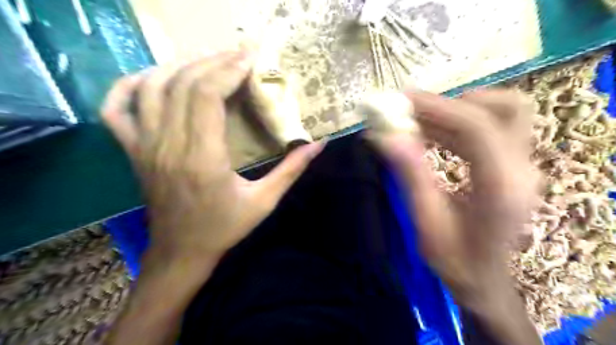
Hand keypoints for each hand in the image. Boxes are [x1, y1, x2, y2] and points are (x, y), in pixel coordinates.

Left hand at [102, 51, 322, 265]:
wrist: (181, 251)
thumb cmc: (225, 228)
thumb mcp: (265, 201)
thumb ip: (292, 169)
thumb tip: (319, 143)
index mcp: (203, 159)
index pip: (207, 96)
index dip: (228, 70)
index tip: (250, 59)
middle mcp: (169, 146)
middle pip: (182, 84)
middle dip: (212, 61)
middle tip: (238, 55)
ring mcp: (144, 147)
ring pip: (151, 87)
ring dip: (179, 66)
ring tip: (208, 62)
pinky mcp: (133, 152)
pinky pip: (116, 109)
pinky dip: (128, 85)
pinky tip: (153, 78)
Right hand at [371, 90, 540, 343]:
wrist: (484, 279)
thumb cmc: (454, 259)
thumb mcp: (426, 221)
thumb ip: (411, 176)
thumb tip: (387, 138)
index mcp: (501, 189)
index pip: (477, 129)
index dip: (438, 107)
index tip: (402, 100)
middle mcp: (522, 170)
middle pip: (502, 109)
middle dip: (450, 104)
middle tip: (410, 109)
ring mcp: (522, 166)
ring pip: (500, 113)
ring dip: (453, 111)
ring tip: (415, 119)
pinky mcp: (512, 165)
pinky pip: (489, 129)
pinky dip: (457, 123)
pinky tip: (429, 131)